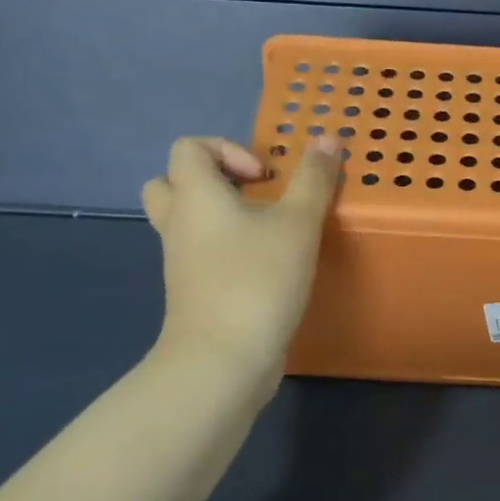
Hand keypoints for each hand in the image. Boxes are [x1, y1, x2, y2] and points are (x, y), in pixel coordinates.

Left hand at [141, 136, 340, 403]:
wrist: (222, 362)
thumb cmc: (257, 280)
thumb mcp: (298, 223)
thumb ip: (314, 179)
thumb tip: (327, 138)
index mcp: (195, 196)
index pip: (188, 147)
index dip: (228, 149)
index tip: (265, 177)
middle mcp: (179, 223)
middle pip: (172, 183)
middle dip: (215, 180)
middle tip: (255, 194)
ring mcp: (181, 261)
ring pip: (186, 221)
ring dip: (221, 215)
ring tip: (266, 227)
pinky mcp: (193, 291)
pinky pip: (200, 253)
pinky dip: (225, 247)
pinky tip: (266, 262)